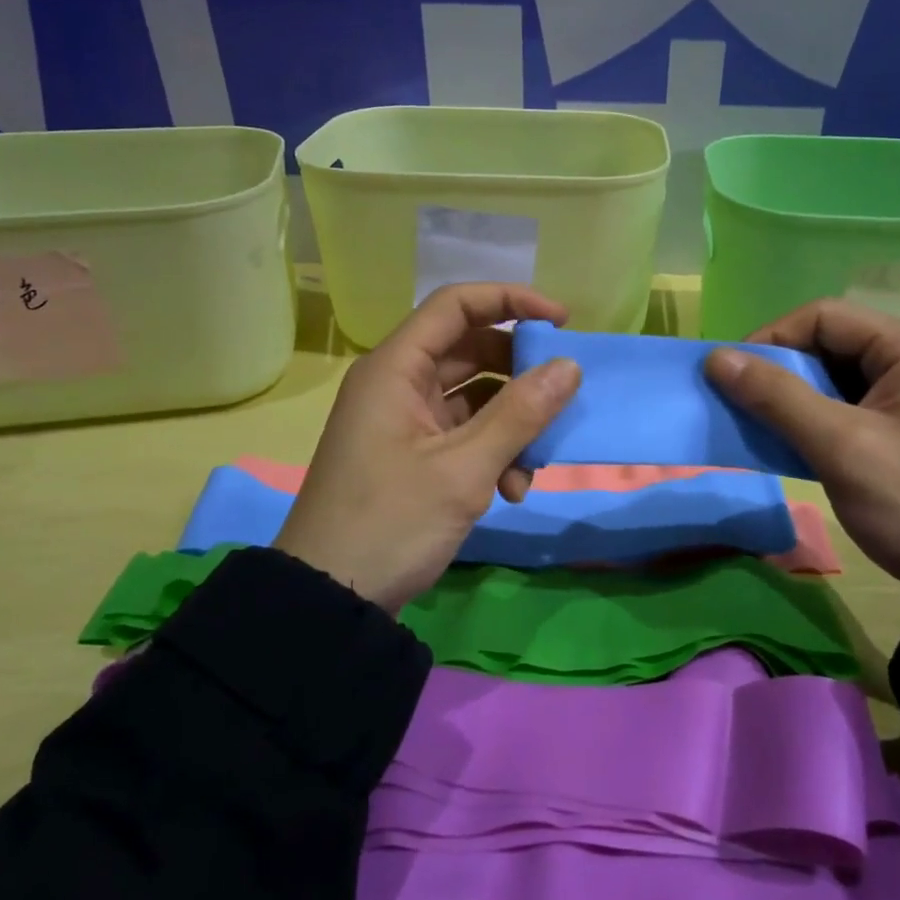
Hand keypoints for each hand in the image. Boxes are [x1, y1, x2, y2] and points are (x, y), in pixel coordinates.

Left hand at [275, 283, 581, 610]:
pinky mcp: (414, 454)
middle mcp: (399, 384)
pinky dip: (493, 453)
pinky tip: (511, 491)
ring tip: (532, 468)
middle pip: (471, 351)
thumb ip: (520, 414)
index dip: (512, 301)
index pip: (457, 305)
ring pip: (474, 397)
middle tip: (561, 399)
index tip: (562, 321)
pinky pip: (465, 433)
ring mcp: (405, 420)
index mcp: (396, 369)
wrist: (330, 598)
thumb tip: (569, 367)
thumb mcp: (464, 469)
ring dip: (512, 426)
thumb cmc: (391, 522)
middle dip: (520, 377)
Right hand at [705, 301, 899, 608]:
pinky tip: (789, 441)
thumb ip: (777, 397)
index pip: (823, 316)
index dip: (771, 338)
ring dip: (791, 396)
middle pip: (828, 342)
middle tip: (741, 403)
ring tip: (759, 424)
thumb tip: (715, 358)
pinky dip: (811, 417)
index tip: (732, 376)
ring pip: (832, 375)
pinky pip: (844, 403)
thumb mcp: (841, 448)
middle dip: (779, 369)